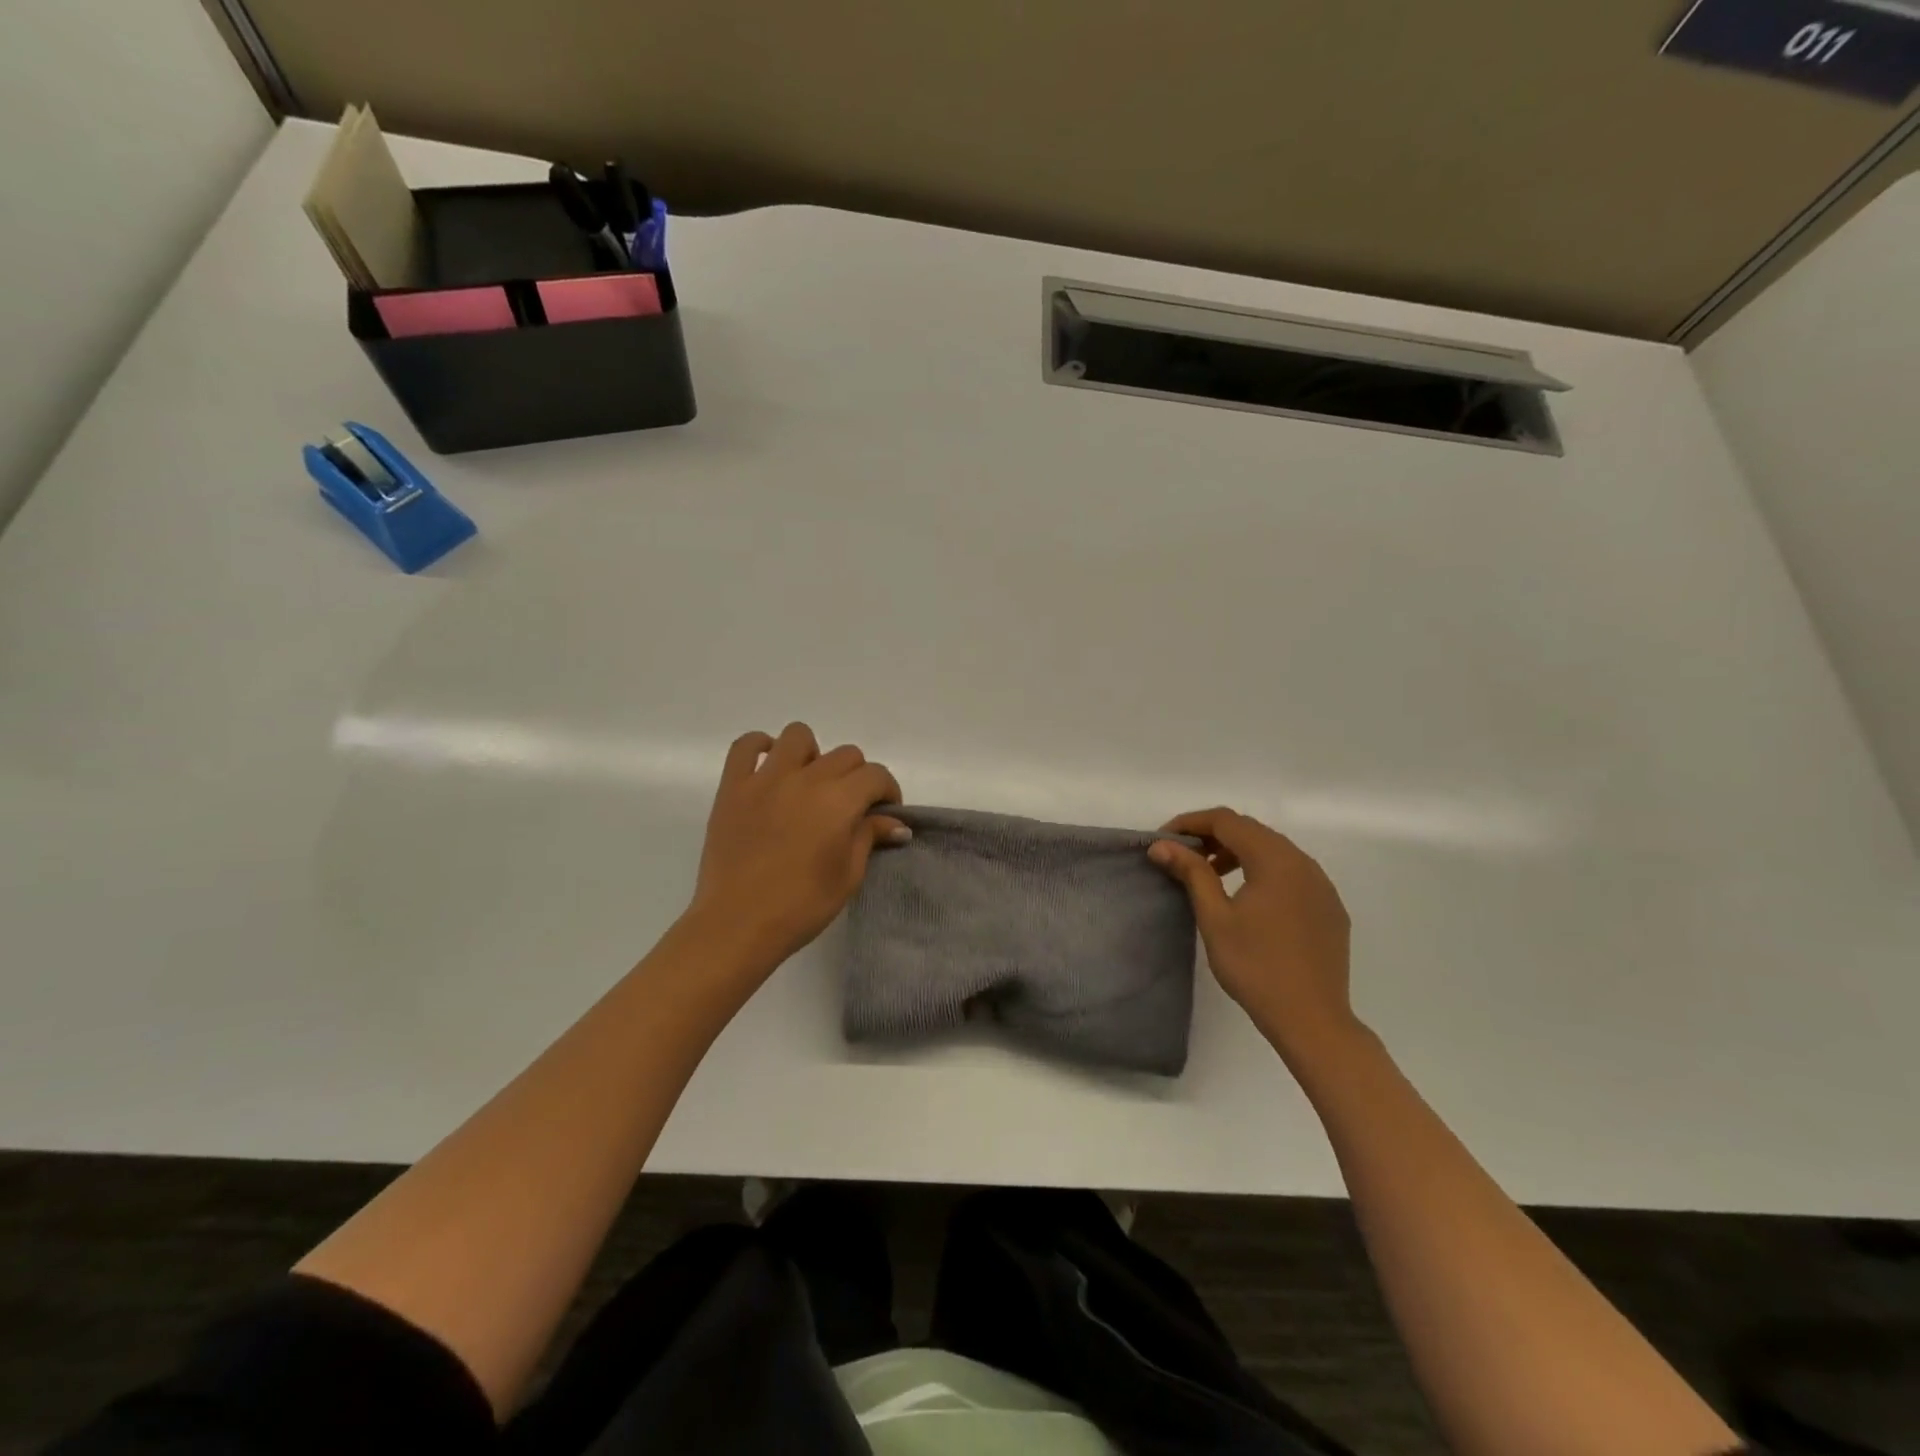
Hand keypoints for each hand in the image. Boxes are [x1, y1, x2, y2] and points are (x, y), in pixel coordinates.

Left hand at [687, 723, 906, 975]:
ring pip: (798, 736)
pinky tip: (770, 770)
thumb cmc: (800, 907)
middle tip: (849, 808)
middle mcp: (804, 779)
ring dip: (813, 755)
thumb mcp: (848, 876)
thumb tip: (895, 822)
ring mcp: (765, 779)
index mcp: (838, 801)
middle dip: (857, 777)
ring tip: (809, 784)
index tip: (884, 814)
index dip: (887, 792)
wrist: (737, 925)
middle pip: (845, 755)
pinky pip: (745, 746)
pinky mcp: (732, 787)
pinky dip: (761, 748)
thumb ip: (869, 837)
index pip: (875, 775)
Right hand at [1149, 808, 1355, 1058]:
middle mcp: (1303, 862)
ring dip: (1238, 853)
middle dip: (1214, 836)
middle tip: (1183, 856)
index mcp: (1275, 860)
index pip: (1227, 821)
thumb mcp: (1215, 917)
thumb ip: (1192, 873)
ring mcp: (1322, 885)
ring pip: (1274, 851)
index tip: (1165, 840)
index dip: (1191, 823)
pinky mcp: (1330, 907)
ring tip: (1211, 875)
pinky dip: (1263, 872)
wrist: (1312, 1020)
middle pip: (1252, 831)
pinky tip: (1249, 899)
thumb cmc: (1255, 967)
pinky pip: (1292, 873)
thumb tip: (1162, 845)